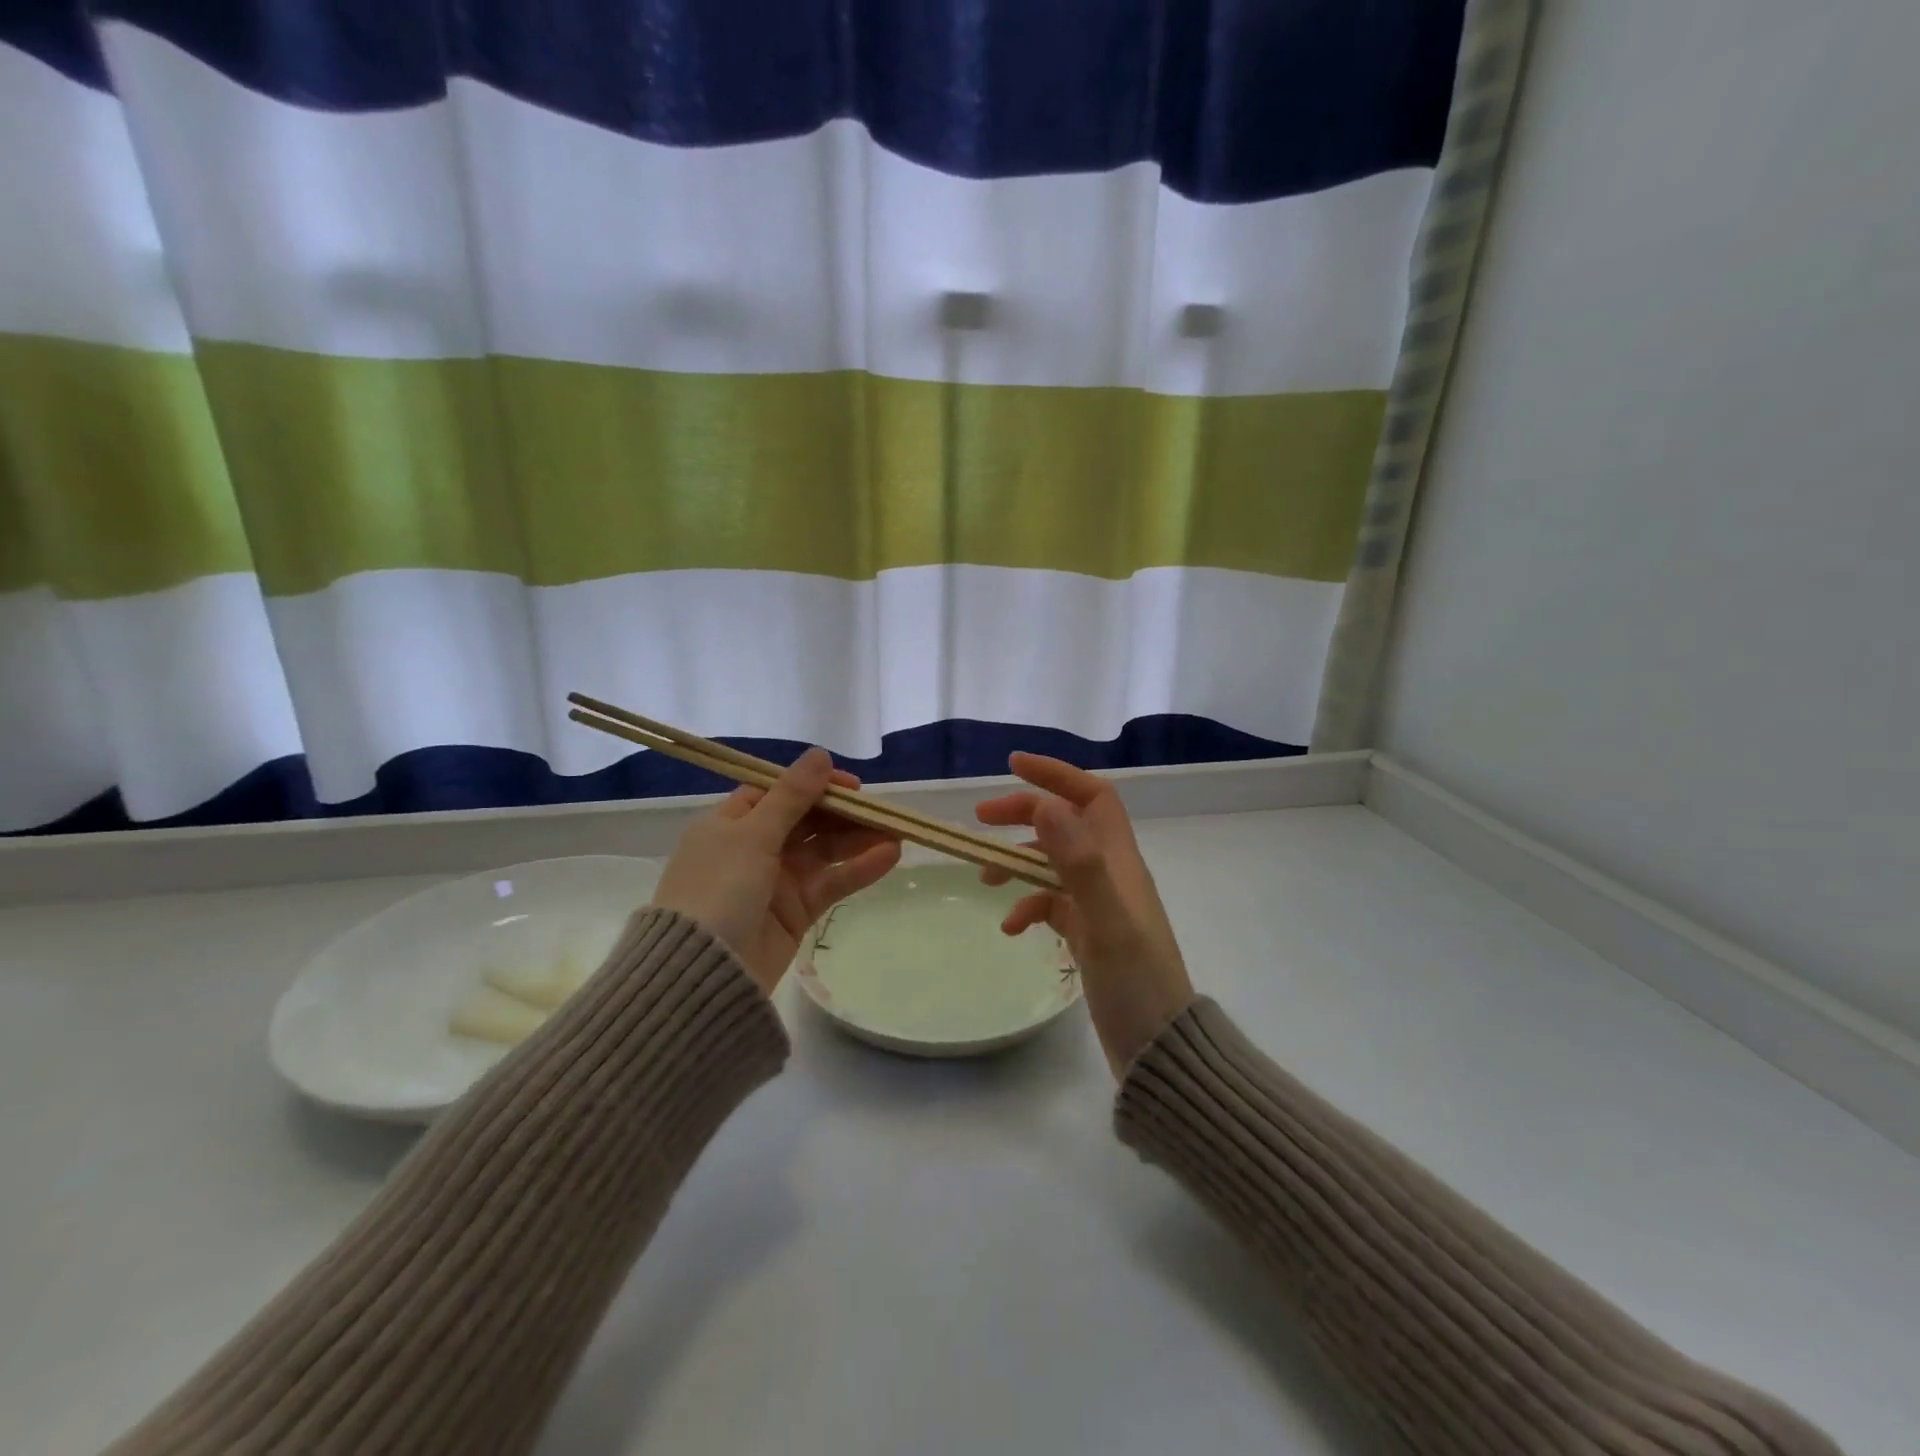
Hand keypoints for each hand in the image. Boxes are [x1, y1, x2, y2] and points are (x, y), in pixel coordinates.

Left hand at [651, 748, 901, 993]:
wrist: (701, 973)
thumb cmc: (718, 889)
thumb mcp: (752, 835)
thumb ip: (792, 796)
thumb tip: (820, 754)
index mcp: (731, 823)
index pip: (778, 792)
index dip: (815, 785)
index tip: (851, 785)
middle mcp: (752, 847)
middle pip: (806, 820)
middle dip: (843, 814)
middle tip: (881, 810)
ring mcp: (775, 881)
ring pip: (823, 851)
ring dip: (858, 840)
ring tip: (897, 832)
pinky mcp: (795, 912)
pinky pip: (830, 882)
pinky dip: (858, 869)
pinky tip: (889, 856)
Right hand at [976, 753, 1194, 1075]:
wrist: (1159, 1050)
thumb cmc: (1136, 983)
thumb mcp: (1106, 923)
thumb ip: (1079, 863)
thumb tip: (1047, 805)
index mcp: (1119, 861)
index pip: (1092, 796)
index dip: (1056, 775)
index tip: (1013, 766)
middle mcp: (1111, 874)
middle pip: (1066, 823)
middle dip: (1024, 814)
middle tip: (980, 820)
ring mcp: (1100, 905)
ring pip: (1053, 864)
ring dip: (1018, 863)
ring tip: (983, 879)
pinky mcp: (1090, 934)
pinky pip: (1052, 905)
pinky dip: (1027, 907)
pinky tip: (1010, 929)